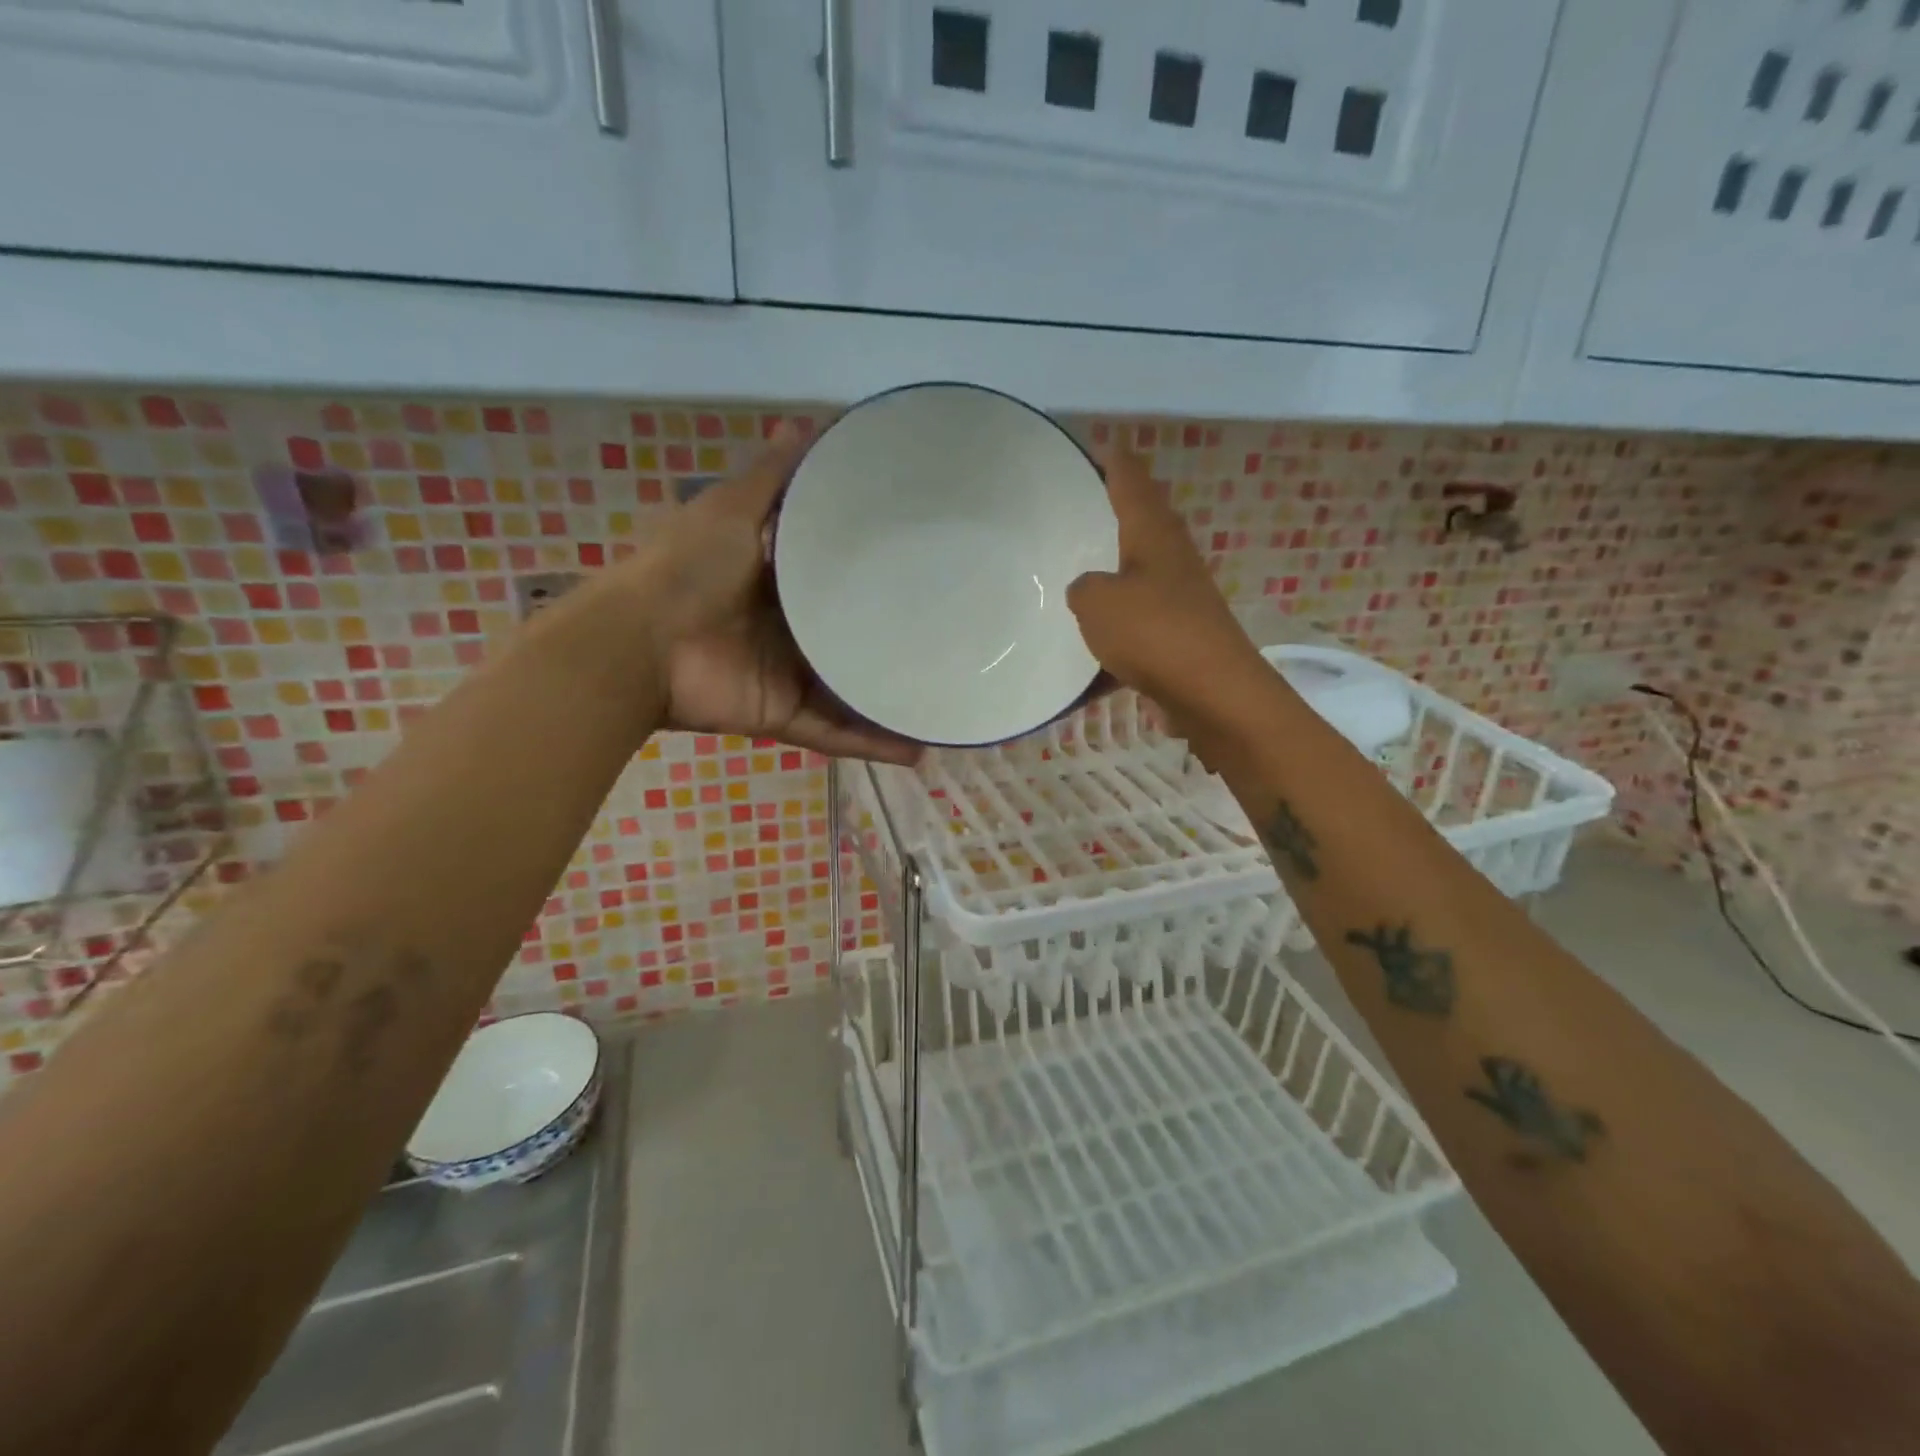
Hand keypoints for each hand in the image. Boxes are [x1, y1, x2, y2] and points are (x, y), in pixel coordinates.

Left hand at [603, 425, 920, 764]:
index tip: (934, 559)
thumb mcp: (733, 508)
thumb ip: (775, 473)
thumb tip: (814, 418)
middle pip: (856, 634)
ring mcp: (792, 676)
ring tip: (953, 700)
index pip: (844, 573)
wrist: (637, 647)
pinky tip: (922, 749)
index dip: (884, 567)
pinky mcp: (787, 716)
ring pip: (856, 690)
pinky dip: (874, 745)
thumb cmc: (687, 570)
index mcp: (783, 578)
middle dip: (900, 639)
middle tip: (961, 635)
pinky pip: (838, 734)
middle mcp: (794, 628)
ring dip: (897, 700)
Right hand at [1066, 445, 1264, 718]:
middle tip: (1076, 510)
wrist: (1212, 693)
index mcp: (1153, 534)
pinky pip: (1137, 629)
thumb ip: (1083, 588)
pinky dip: (1113, 638)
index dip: (1113, 460)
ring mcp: (1180, 600)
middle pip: (1140, 525)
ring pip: (1138, 579)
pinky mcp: (1180, 639)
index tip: (1096, 445)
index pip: (1130, 480)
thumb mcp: (1097, 602)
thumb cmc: (1154, 632)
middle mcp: (1171, 560)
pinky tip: (1087, 660)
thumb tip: (1088, 590)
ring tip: (1074, 579)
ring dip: (1111, 578)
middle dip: (1113, 515)